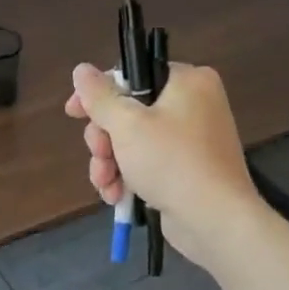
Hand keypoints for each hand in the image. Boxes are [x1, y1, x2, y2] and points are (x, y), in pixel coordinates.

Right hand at [64, 61, 262, 271]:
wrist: (215, 220)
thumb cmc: (171, 162)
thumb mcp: (127, 125)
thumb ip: (100, 96)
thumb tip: (80, 69)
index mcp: (187, 81)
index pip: (131, 75)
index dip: (98, 95)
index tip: (73, 113)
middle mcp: (192, 104)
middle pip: (127, 111)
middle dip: (104, 140)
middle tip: (100, 156)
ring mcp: (190, 138)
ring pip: (132, 141)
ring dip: (110, 163)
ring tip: (106, 184)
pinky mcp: (186, 168)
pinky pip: (147, 162)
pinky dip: (128, 176)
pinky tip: (117, 195)